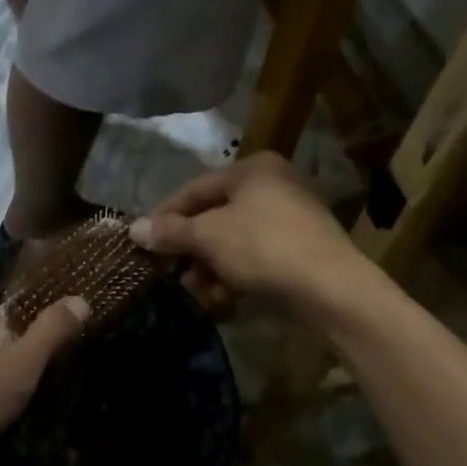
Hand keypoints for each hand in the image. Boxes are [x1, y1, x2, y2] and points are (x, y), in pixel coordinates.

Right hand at [130, 153, 362, 315]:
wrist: (333, 289)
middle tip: (171, 271)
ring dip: (212, 265)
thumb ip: (170, 231)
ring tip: (200, 290)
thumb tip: (134, 229)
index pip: (195, 188)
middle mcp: (274, 183)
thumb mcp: (209, 238)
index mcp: (253, 168)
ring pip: (235, 238)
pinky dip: (238, 272)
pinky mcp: (304, 247)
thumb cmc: (264, 248)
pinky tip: (227, 297)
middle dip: (191, 247)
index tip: (142, 239)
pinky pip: (257, 253)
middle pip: (215, 215)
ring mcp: (293, 216)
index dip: (164, 215)